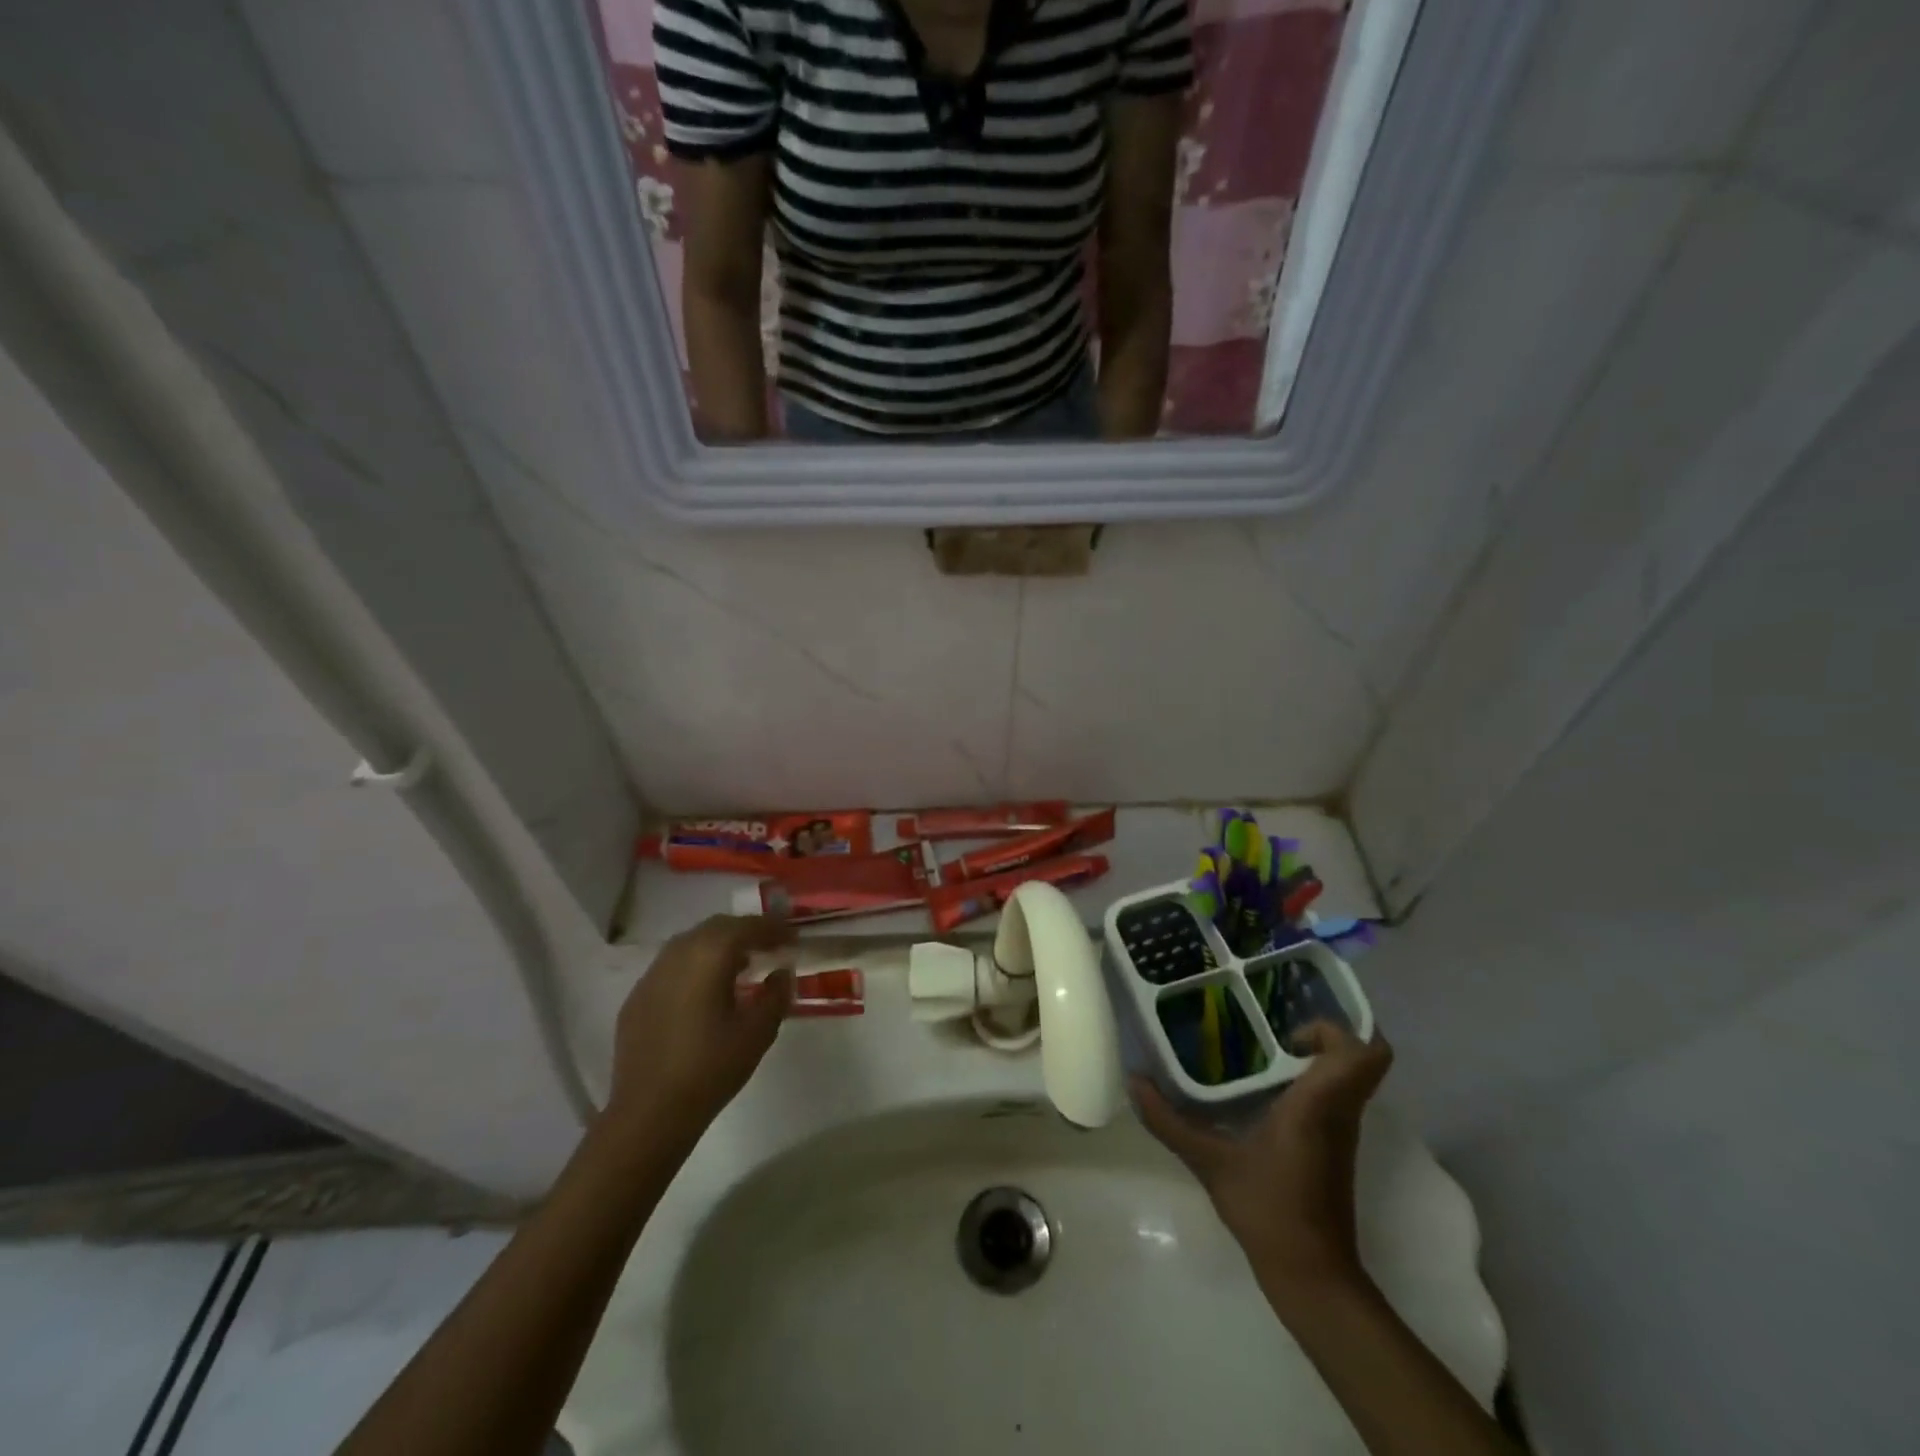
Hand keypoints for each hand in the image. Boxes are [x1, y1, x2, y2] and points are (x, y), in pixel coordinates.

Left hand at [605, 915, 793, 1146]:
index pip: (747, 927)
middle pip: (717, 928)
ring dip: (719, 946)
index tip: (793, 937)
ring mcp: (652, 975)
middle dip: (746, 932)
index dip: (773, 928)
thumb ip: (776, 995)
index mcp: (709, 956)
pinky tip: (705, 991)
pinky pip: (672, 966)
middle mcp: (678, 954)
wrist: (649, 1113)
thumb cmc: (711, 1069)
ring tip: (741, 966)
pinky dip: (695, 966)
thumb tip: (780, 973)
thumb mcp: (758, 1032)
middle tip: (770, 947)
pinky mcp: (637, 997)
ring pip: (691, 943)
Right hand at [1134, 1022, 1393, 1299]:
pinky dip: (1312, 1086)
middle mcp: (1339, 1112)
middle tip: (1276, 1032)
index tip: (1288, 1031)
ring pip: (1351, 1079)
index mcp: (1317, 1105)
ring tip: (1264, 1053)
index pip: (1361, 1054)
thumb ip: (1169, 1121)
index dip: (1334, 1029)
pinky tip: (1266, 1092)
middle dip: (1327, 1036)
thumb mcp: (1210, 1162)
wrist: (1313, 1277)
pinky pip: (1337, 1100)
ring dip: (1319, 1060)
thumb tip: (1133, 1081)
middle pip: (1366, 1059)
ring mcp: (1342, 1133)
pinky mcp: (1336, 1150)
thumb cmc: (1268, 1210)